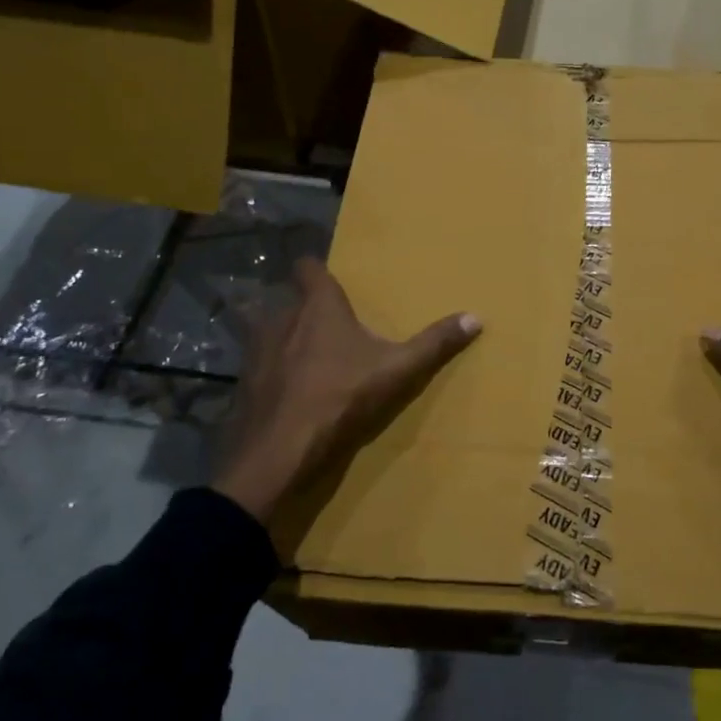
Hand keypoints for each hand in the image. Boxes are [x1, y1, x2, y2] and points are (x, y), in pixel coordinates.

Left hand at [212, 257, 480, 523]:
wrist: (280, 452)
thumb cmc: (341, 397)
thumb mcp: (397, 370)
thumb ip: (434, 343)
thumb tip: (476, 317)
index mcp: (318, 307)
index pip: (309, 268)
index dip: (317, 270)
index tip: (330, 279)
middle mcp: (281, 317)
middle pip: (291, 300)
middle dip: (306, 308)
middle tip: (329, 324)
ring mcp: (256, 350)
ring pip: (270, 330)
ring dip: (285, 337)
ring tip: (305, 355)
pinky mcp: (244, 381)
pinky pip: (258, 363)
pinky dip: (271, 369)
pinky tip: (286, 389)